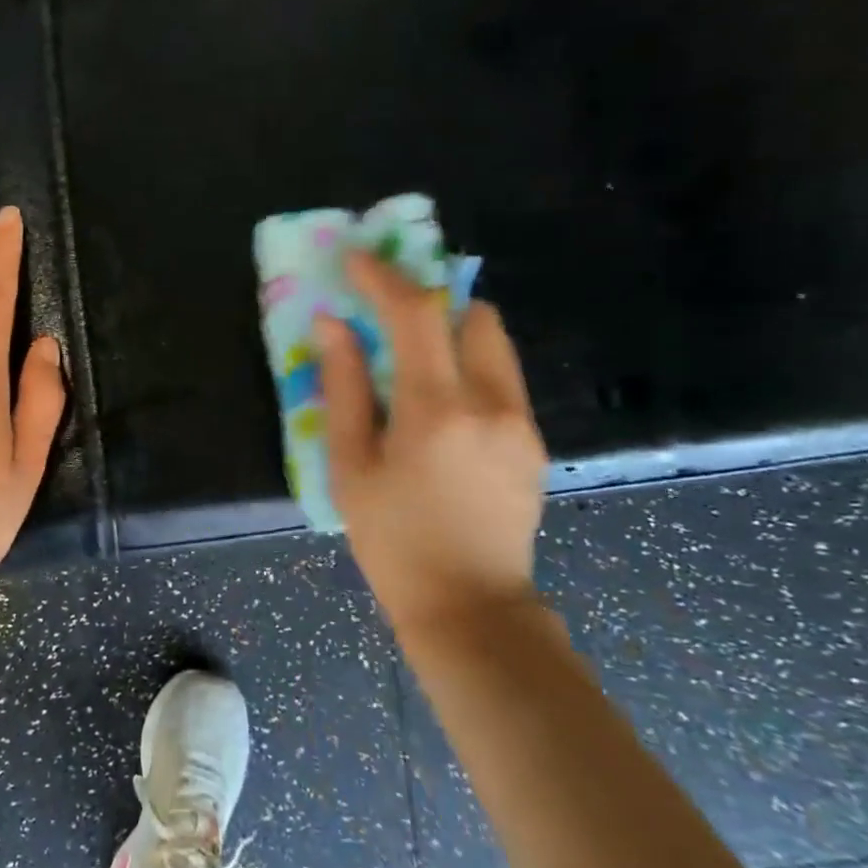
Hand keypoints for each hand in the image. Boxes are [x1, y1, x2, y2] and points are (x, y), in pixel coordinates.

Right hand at [316, 251, 546, 635]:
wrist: (470, 606)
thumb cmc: (393, 539)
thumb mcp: (350, 466)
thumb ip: (343, 388)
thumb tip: (333, 326)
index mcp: (435, 409)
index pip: (415, 313)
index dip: (383, 277)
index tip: (356, 261)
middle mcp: (490, 402)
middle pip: (471, 313)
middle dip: (428, 301)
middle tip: (388, 317)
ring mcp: (521, 422)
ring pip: (493, 343)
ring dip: (452, 333)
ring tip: (413, 364)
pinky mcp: (533, 442)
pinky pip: (501, 379)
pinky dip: (468, 368)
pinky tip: (440, 411)